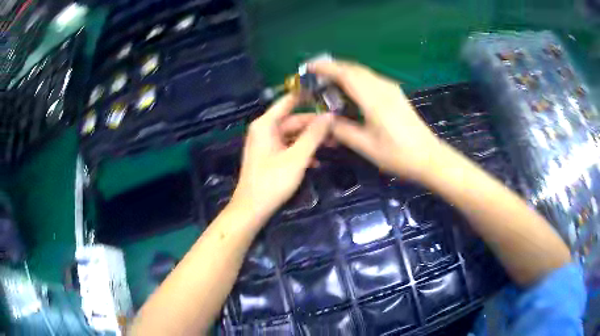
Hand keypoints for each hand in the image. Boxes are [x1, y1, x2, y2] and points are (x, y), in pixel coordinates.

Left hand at [230, 94, 332, 221]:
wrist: (252, 208)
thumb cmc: (272, 181)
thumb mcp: (297, 157)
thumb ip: (314, 135)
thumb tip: (330, 115)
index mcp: (266, 124)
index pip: (289, 100)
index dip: (307, 96)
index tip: (328, 94)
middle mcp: (264, 129)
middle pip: (293, 120)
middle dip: (315, 125)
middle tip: (337, 129)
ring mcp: (266, 143)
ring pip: (293, 135)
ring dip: (311, 139)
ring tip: (332, 145)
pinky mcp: (268, 156)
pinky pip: (288, 147)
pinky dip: (301, 151)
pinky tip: (316, 161)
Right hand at [308, 59, 442, 179]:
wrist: (429, 157)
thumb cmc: (398, 154)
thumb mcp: (366, 146)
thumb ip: (342, 130)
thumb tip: (325, 120)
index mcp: (374, 100)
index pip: (346, 75)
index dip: (325, 68)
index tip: (308, 67)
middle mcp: (383, 88)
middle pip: (354, 69)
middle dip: (333, 68)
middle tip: (315, 76)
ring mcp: (391, 90)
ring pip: (363, 73)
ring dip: (344, 72)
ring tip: (329, 82)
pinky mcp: (396, 94)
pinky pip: (371, 79)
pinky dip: (356, 79)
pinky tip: (351, 91)